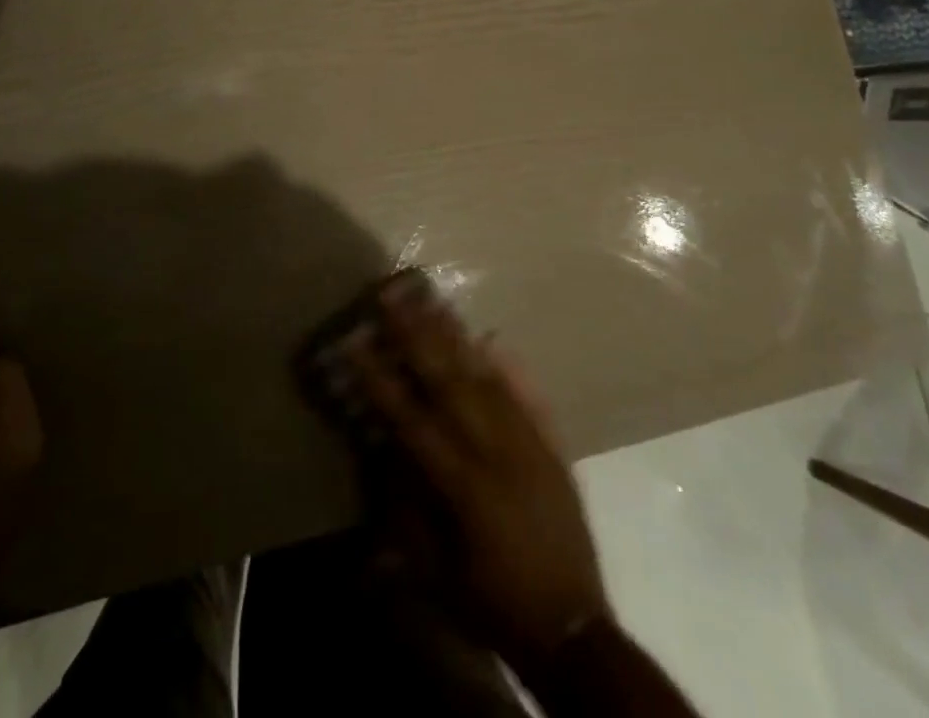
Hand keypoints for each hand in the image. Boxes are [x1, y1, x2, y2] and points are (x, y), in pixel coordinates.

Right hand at [340, 273, 610, 673]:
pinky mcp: (553, 450)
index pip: (412, 418)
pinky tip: (494, 340)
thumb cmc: (495, 605)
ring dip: (457, 338)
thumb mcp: (437, 574)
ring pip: (488, 378)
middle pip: (450, 381)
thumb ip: (408, 510)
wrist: (573, 631)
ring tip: (434, 303)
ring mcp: (529, 445)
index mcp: (463, 485)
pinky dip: (511, 368)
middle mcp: (496, 452)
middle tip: (393, 297)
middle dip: (416, 336)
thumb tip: (388, 452)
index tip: (355, 341)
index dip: (380, 379)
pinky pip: (530, 398)